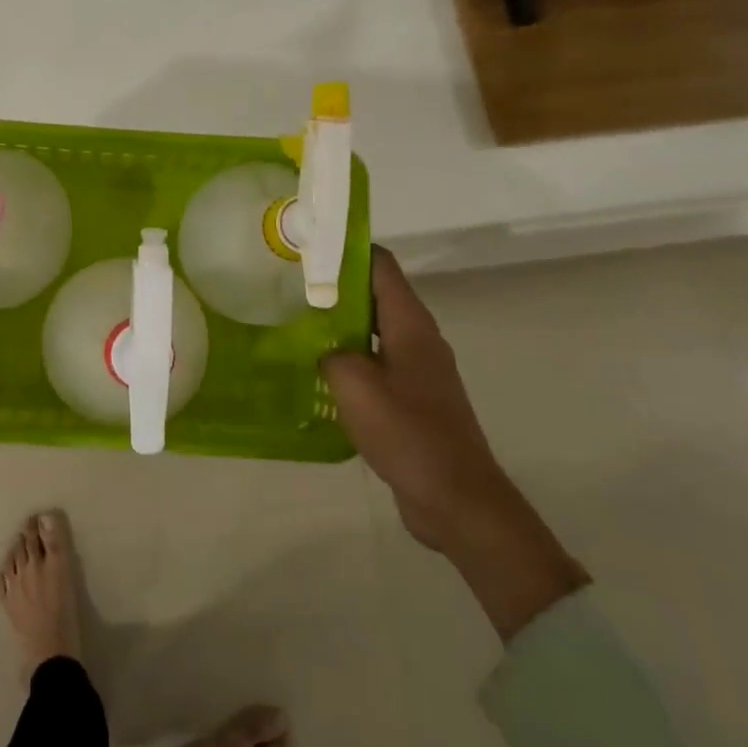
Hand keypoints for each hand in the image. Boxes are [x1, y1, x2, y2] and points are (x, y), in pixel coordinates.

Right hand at [322, 246, 585, 638]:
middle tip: (290, 287)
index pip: (381, 266)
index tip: (309, 246)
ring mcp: (419, 371)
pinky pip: (377, 365)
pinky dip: (350, 360)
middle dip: (336, 288)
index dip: (348, 249)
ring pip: (374, 332)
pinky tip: (319, 374)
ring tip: (296, 325)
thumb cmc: (408, 433)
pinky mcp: (414, 400)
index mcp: (410, 325)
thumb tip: (321, 347)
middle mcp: (419, 340)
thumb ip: (330, 353)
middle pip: (376, 296)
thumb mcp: (355, 386)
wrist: (457, 500)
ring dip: (340, 326)